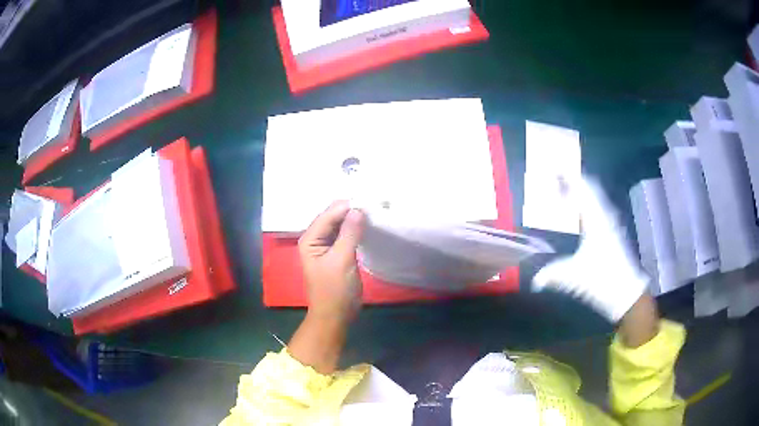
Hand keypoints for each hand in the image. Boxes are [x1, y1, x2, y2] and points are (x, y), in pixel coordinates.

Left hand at [289, 201, 365, 373]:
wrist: (336, 315)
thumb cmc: (335, 290)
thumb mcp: (342, 260)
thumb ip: (349, 234)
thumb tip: (358, 209)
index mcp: (310, 239)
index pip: (329, 214)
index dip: (347, 206)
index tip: (369, 199)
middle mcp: (315, 238)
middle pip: (333, 216)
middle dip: (351, 209)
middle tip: (374, 201)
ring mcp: (326, 245)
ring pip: (340, 224)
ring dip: (354, 218)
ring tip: (374, 209)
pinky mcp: (337, 252)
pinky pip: (346, 234)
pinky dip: (356, 228)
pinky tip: (368, 224)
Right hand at [532, 176, 649, 322]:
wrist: (627, 293)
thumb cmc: (603, 280)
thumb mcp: (574, 277)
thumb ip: (552, 275)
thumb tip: (534, 281)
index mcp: (596, 220)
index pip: (582, 189)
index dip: (568, 176)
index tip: (554, 166)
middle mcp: (605, 216)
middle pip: (590, 188)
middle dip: (573, 179)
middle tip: (557, 175)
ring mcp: (611, 223)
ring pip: (596, 197)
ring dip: (581, 190)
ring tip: (565, 189)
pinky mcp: (613, 232)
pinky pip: (598, 207)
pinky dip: (587, 202)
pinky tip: (579, 212)